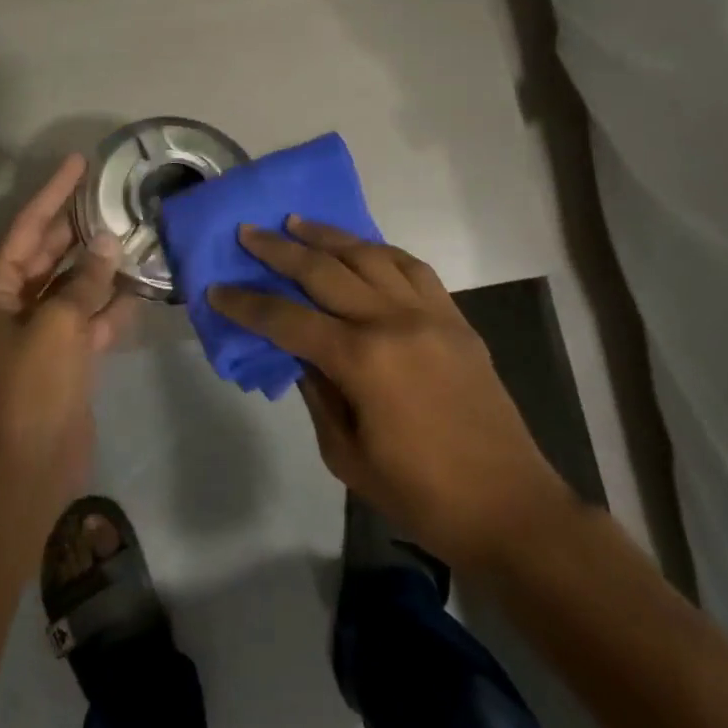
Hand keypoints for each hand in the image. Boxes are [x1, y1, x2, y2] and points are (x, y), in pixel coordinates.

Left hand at [0, 155, 135, 529]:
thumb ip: (85, 281)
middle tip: (110, 194)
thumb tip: (108, 244)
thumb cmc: (30, 389)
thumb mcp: (57, 325)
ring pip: (72, 287)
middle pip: (48, 254)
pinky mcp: (63, 361)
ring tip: (132, 234)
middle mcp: (13, 307)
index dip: (53, 193)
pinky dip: (109, 308)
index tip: (79, 162)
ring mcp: (39, 335)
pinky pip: (87, 321)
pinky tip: (138, 290)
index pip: (27, 228)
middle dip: (78, 227)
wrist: (24, 470)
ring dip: (99, 267)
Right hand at [209, 217, 571, 573]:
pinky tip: (361, 246)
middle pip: (325, 271)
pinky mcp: (454, 316)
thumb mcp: (347, 456)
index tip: (217, 288)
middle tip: (249, 232)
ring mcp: (428, 312)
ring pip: (369, 255)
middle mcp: (392, 321)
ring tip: (297, 222)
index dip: (247, 304)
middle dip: (279, 250)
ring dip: (328, 235)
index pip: (288, 320)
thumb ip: (317, 394)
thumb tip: (299, 353)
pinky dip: (380, 249)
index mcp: (361, 361)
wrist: (509, 505)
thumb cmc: (421, 495)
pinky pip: (412, 266)